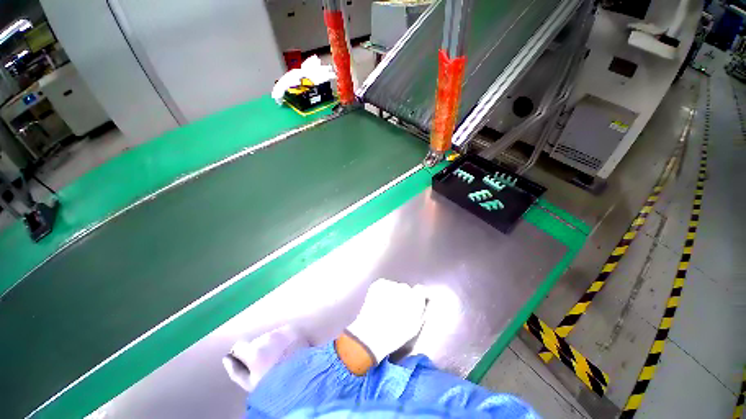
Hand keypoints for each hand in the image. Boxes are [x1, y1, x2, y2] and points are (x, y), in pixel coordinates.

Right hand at [223, 325, 308, 391]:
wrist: (304, 377)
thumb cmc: (274, 384)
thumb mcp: (250, 384)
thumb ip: (236, 370)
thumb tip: (227, 358)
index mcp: (254, 351)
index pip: (239, 346)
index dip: (240, 354)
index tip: (246, 362)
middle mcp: (267, 337)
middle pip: (256, 341)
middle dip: (258, 349)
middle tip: (267, 363)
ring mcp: (282, 331)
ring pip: (270, 336)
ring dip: (271, 343)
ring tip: (279, 357)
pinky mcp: (294, 329)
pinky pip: (283, 332)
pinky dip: (283, 338)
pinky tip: (289, 349)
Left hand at [346, 279, 426, 363]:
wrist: (371, 335)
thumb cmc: (395, 335)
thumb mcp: (414, 327)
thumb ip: (421, 310)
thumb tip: (424, 300)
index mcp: (416, 299)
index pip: (420, 290)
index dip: (416, 297)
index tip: (412, 304)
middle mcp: (404, 288)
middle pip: (406, 289)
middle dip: (403, 297)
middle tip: (396, 309)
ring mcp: (390, 284)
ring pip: (394, 287)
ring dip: (392, 294)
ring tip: (385, 308)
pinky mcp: (379, 283)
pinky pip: (384, 285)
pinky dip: (382, 291)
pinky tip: (378, 302)